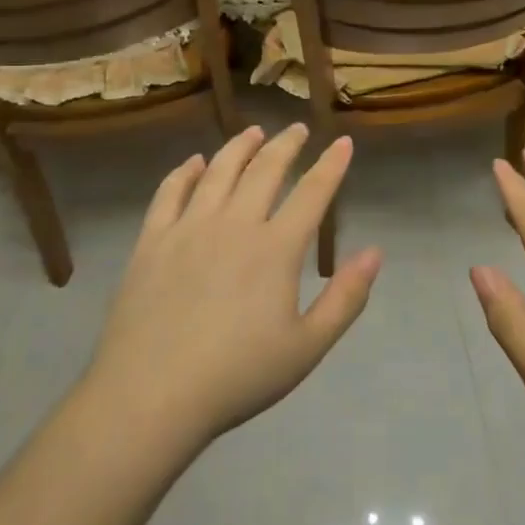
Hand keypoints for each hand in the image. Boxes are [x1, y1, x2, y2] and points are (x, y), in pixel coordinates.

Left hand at [87, 124, 381, 446]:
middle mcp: (234, 224)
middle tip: (296, 129)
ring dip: (240, 146)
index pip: (312, 192)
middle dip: (286, 144)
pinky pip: (170, 192)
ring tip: (253, 131)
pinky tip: (195, 163)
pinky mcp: (152, 240)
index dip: (331, 165)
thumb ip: (346, 298)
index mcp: (276, 248)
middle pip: (265, 170)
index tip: (342, 142)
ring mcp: (188, 228)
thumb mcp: (307, 347)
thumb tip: (374, 253)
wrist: (151, 396)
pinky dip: (186, 171)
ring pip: (219, 170)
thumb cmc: (237, 376)